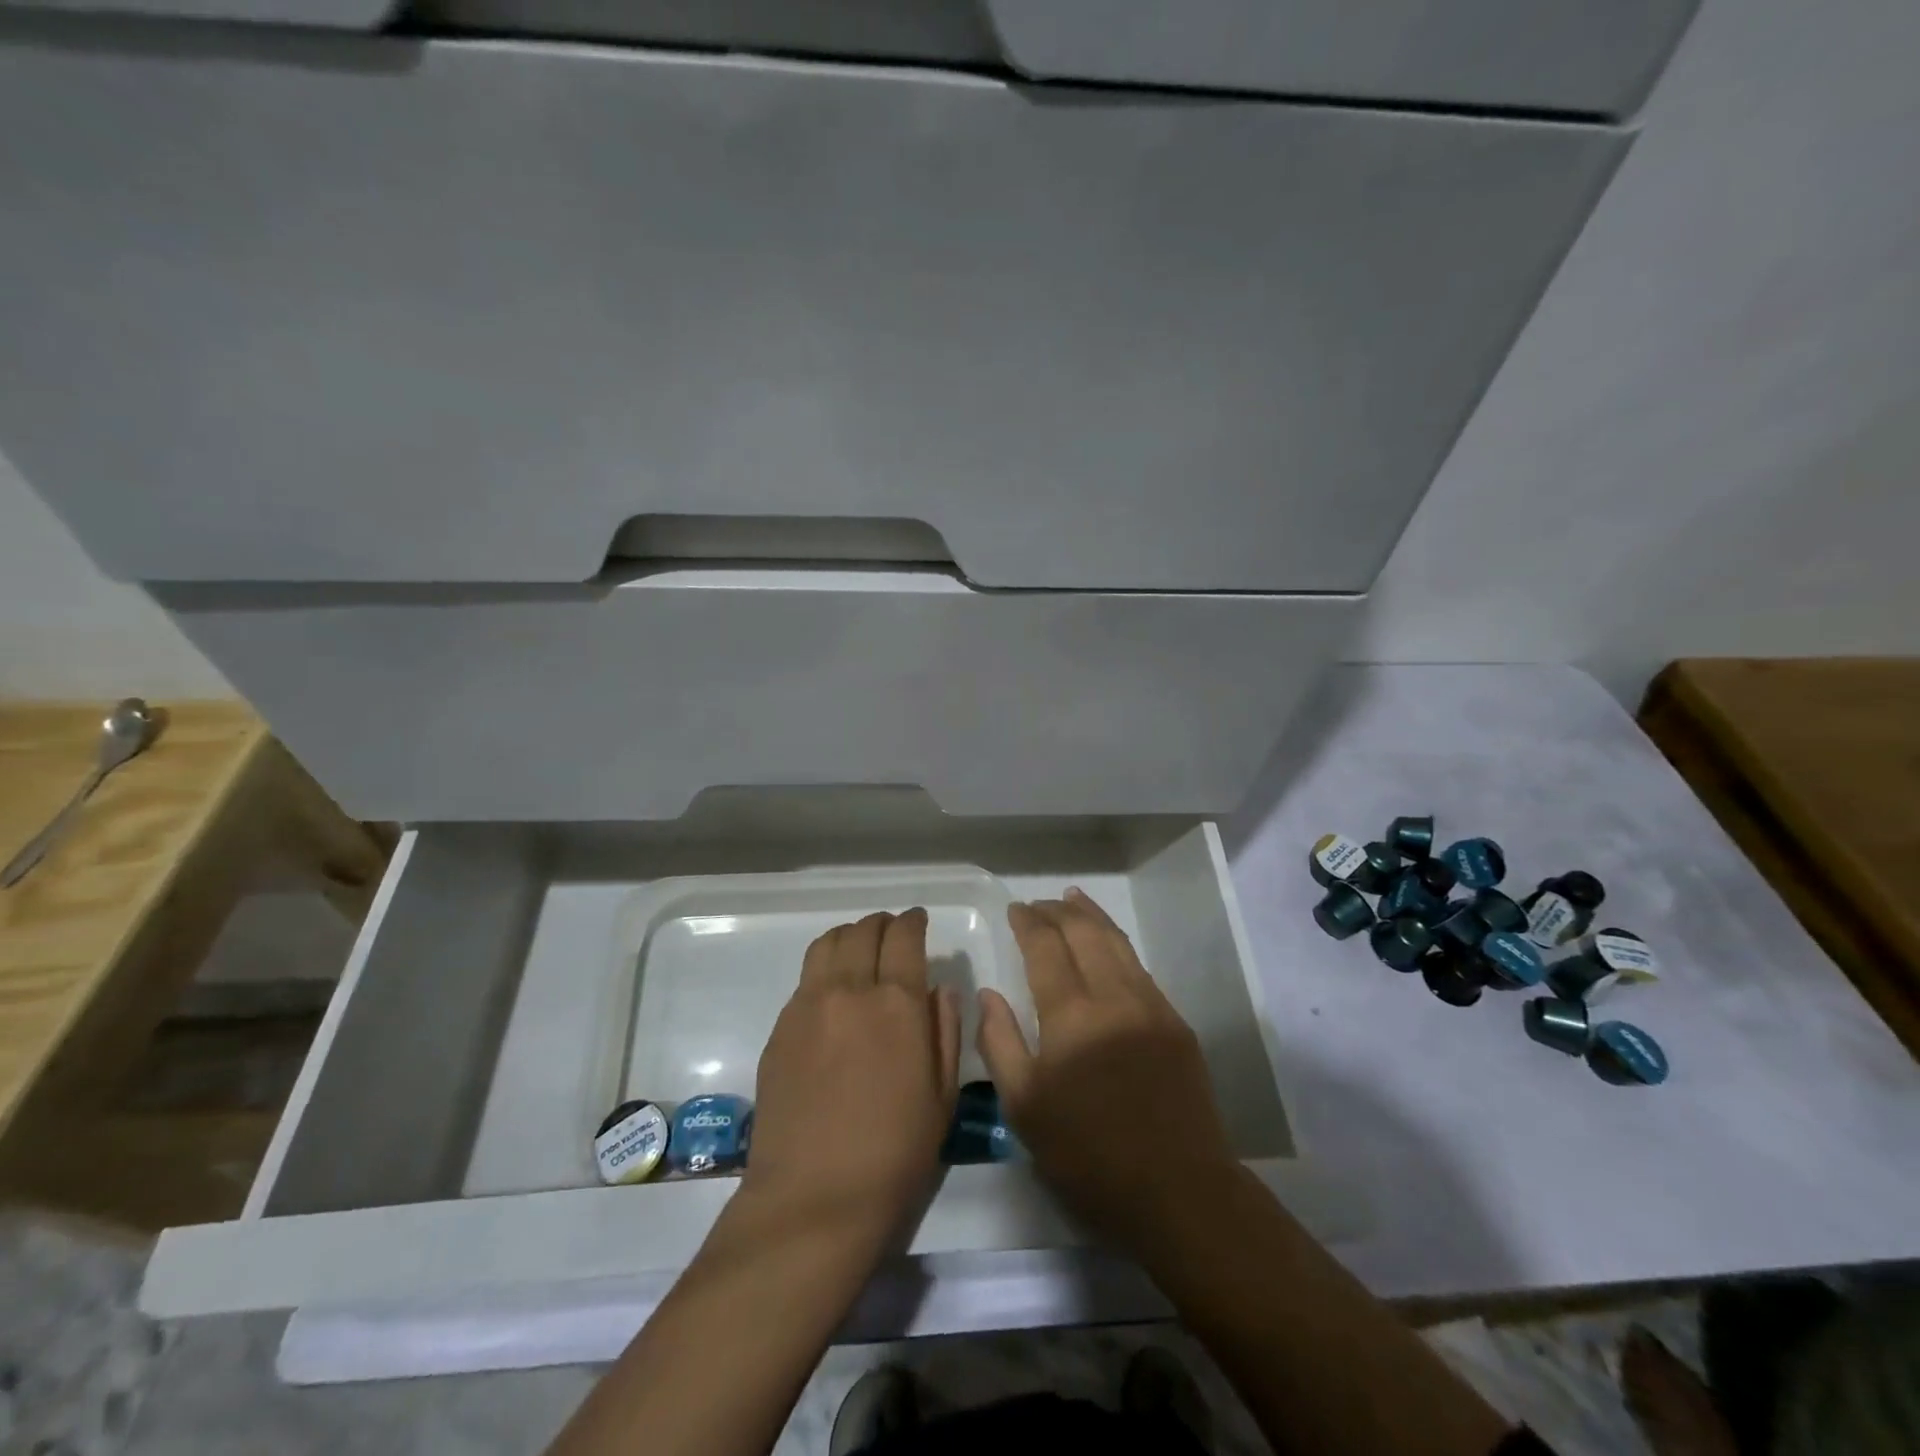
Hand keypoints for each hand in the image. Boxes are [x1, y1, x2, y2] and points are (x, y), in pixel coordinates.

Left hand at [744, 910, 960, 1249]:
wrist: (814, 1199)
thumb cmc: (894, 1154)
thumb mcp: (942, 1095)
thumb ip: (945, 1030)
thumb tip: (938, 988)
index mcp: (897, 1003)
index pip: (904, 937)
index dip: (914, 921)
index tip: (919, 921)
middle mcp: (850, 990)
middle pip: (864, 931)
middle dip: (883, 924)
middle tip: (893, 932)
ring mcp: (808, 1005)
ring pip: (828, 943)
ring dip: (850, 935)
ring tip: (860, 948)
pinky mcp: (780, 1027)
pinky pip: (806, 977)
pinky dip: (825, 966)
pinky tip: (833, 990)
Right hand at [977, 888, 1237, 1251]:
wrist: (1179, 1191)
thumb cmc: (1089, 1155)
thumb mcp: (1025, 1108)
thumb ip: (1000, 1043)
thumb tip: (988, 994)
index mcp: (1071, 1016)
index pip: (1045, 948)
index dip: (1028, 923)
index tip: (1015, 909)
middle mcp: (1113, 996)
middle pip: (1084, 933)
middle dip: (1058, 911)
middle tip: (1038, 903)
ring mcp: (1150, 1006)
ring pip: (1117, 943)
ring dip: (1091, 916)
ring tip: (1073, 899)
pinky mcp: (1175, 1023)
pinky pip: (1139, 968)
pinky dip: (1117, 944)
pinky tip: (1108, 945)